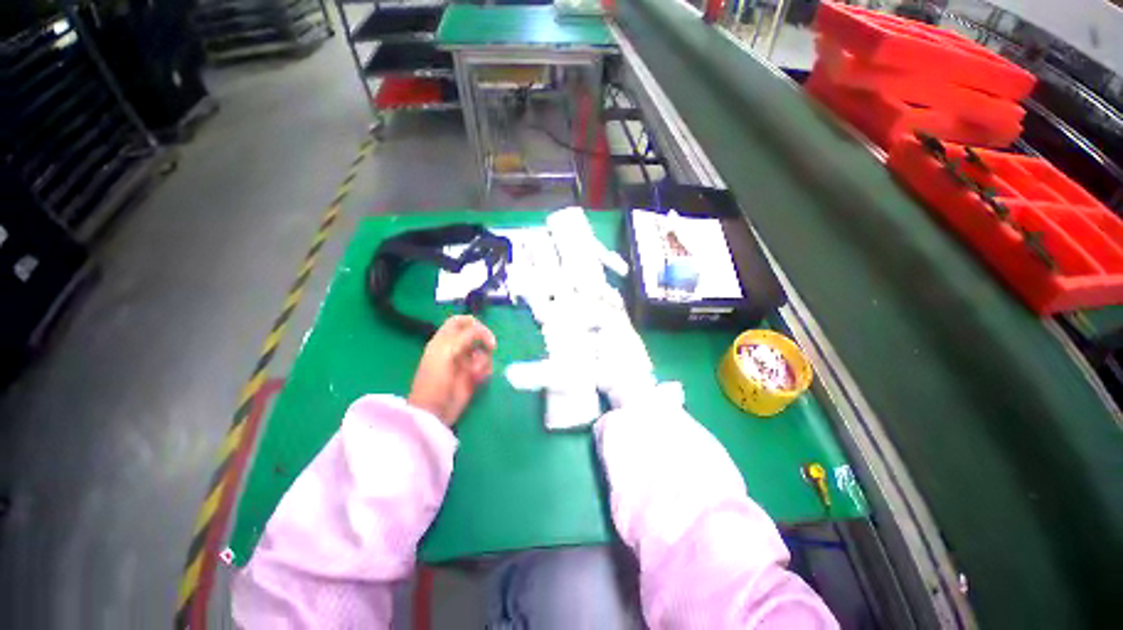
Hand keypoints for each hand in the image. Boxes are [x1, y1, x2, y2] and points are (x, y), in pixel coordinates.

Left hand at [408, 315, 496, 426]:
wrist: (434, 411)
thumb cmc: (435, 380)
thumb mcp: (447, 352)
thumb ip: (465, 336)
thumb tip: (483, 330)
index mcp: (444, 340)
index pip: (460, 321)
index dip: (473, 322)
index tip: (483, 331)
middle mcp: (456, 348)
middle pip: (476, 334)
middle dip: (484, 340)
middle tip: (490, 347)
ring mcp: (465, 362)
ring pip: (484, 351)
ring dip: (484, 359)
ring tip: (476, 372)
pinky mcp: (473, 375)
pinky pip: (486, 366)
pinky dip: (485, 370)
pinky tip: (478, 379)